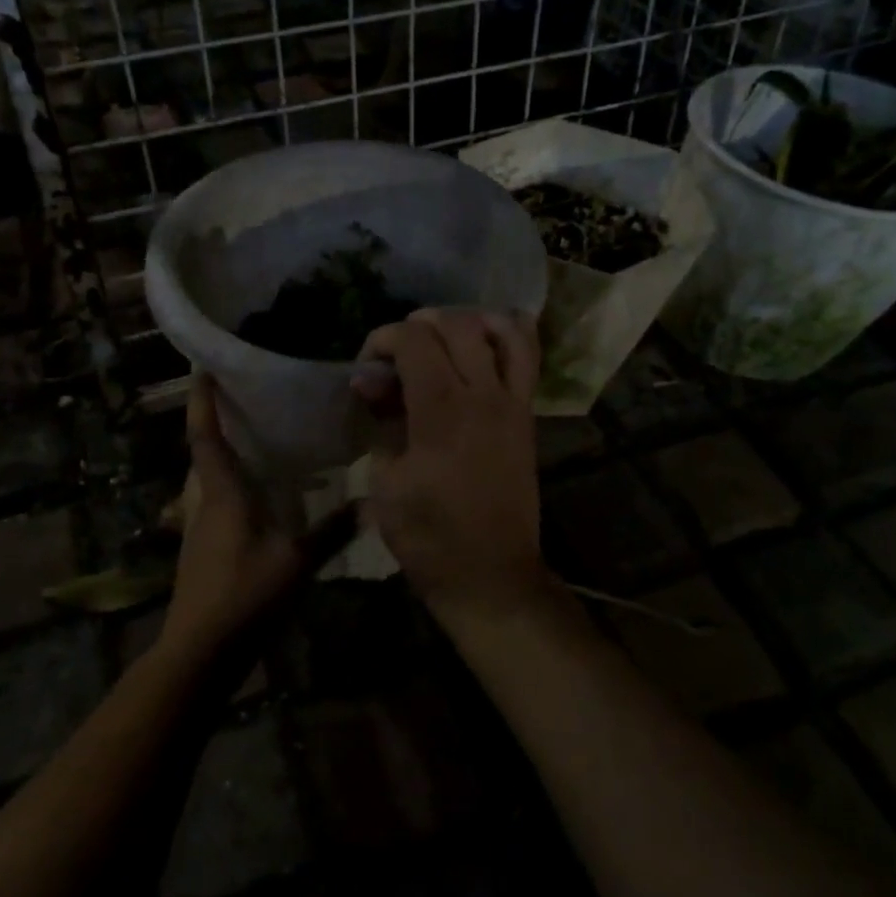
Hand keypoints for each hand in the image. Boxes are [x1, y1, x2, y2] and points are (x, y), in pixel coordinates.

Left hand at [164, 375, 321, 660]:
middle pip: (204, 453)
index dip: (202, 401)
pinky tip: (264, 499)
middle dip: (217, 424)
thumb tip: (369, 502)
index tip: (202, 367)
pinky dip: (235, 488)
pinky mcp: (202, 548)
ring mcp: (198, 527)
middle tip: (246, 401)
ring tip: (259, 443)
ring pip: (209, 480)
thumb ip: (332, 531)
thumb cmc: (244, 595)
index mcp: (222, 494)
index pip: (205, 436)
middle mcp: (204, 502)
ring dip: (226, 458)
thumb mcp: (296, 562)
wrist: (200, 651)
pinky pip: (217, 503)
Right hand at [351, 308, 547, 615]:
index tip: (368, 368)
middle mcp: (482, 395)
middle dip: (418, 326)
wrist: (490, 575)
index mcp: (441, 411)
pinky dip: (508, 335)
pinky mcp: (527, 415)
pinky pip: (527, 358)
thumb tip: (371, 383)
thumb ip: (382, 422)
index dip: (383, 339)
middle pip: (455, 325)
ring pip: (500, 329)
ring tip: (442, 338)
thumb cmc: (428, 537)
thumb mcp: (385, 483)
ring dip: (466, 321)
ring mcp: (513, 403)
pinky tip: (485, 339)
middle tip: (397, 355)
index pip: (413, 340)